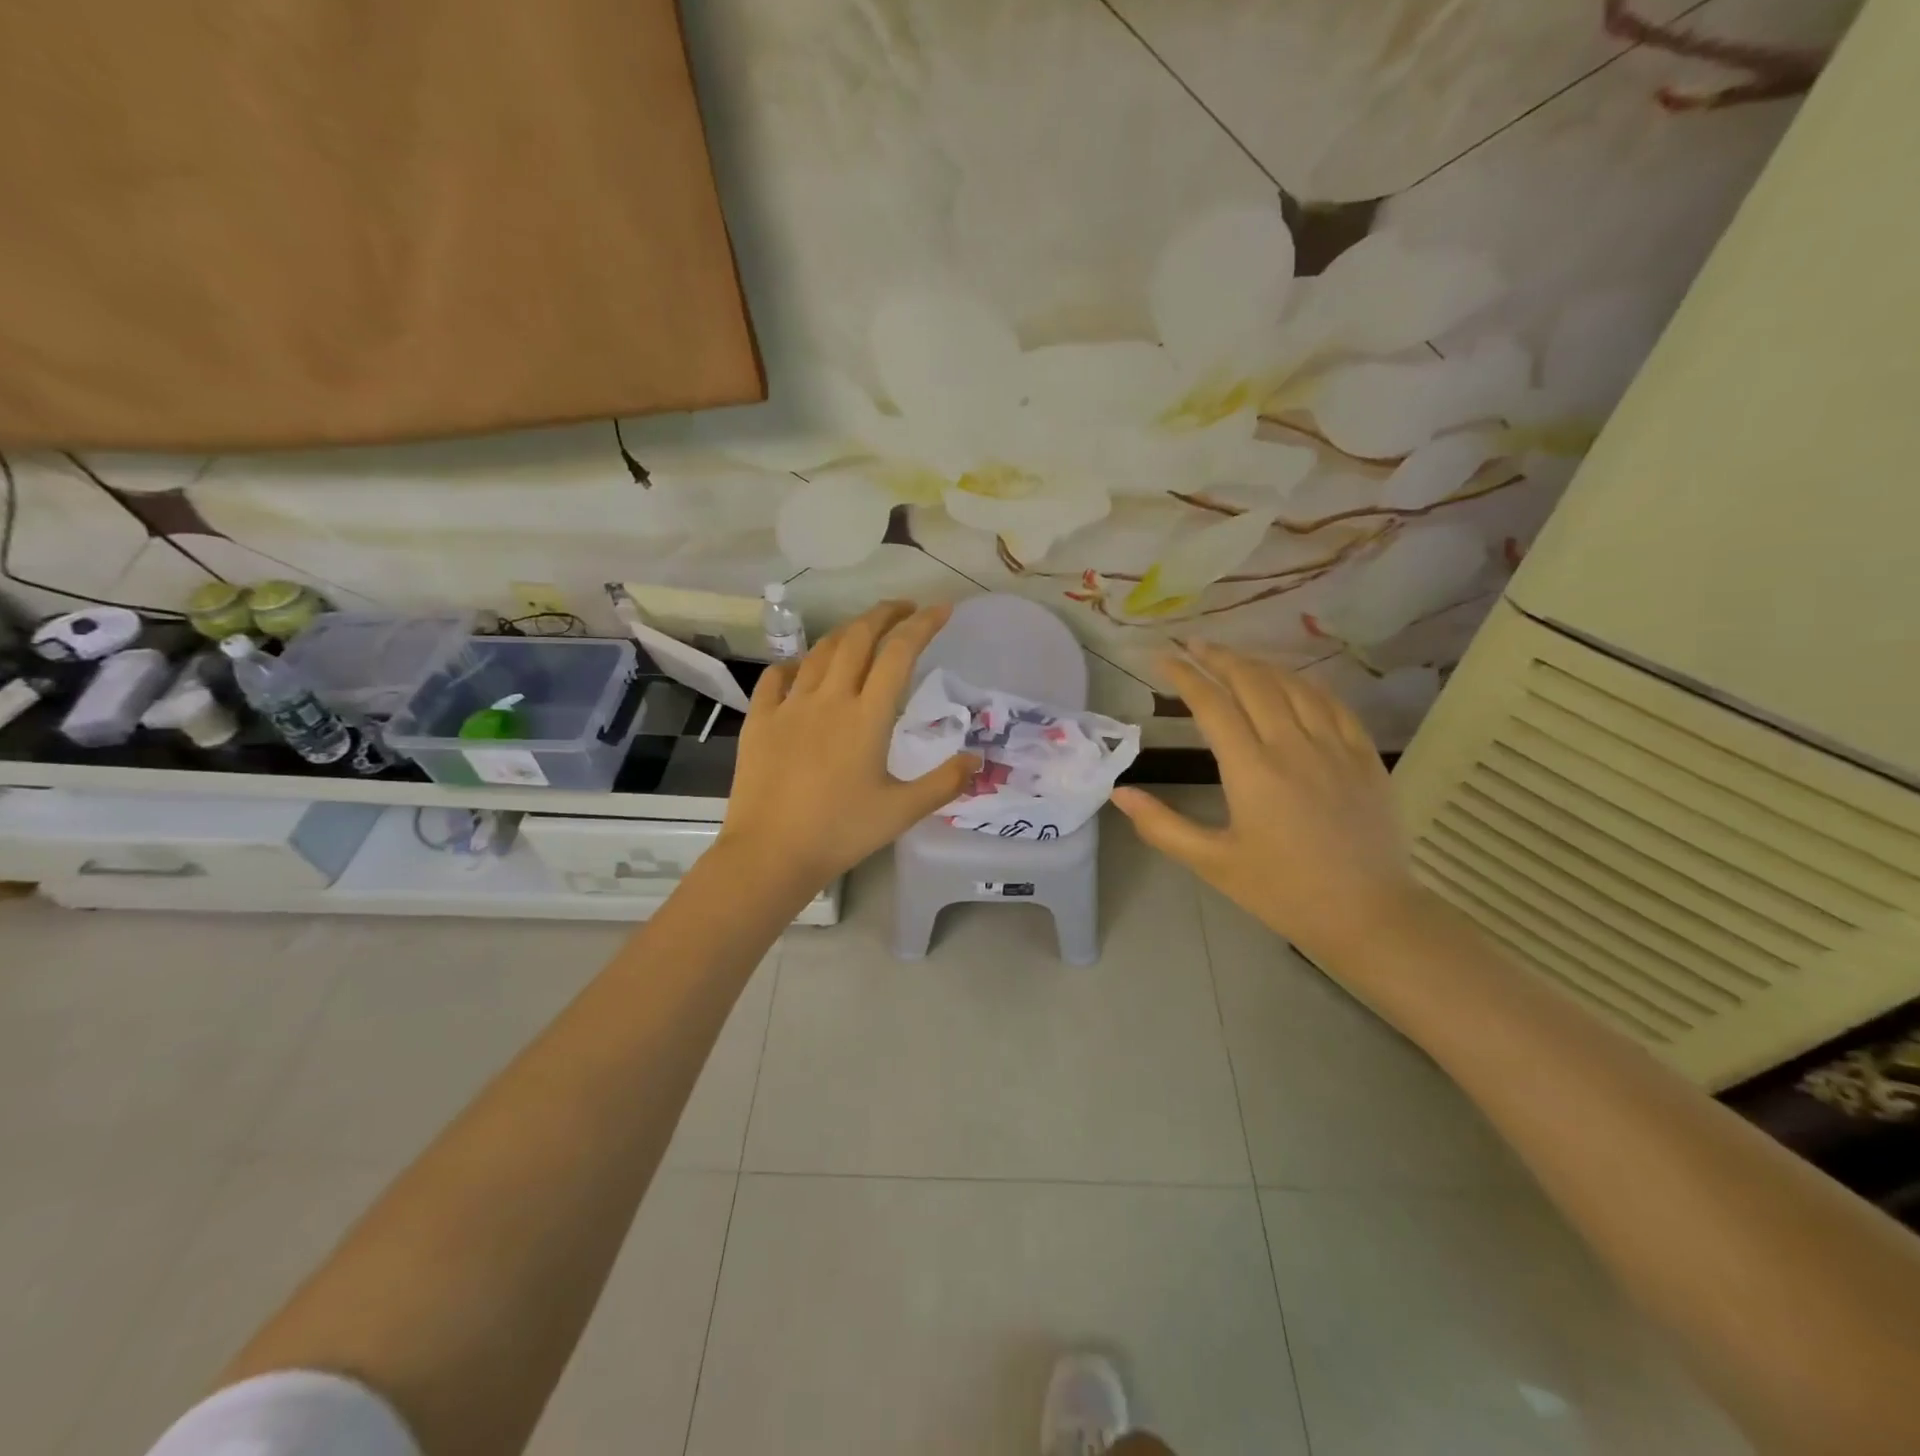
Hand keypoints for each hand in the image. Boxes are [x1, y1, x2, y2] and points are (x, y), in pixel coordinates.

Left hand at [716, 601, 976, 892]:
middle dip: (884, 614)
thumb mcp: (901, 812)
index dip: (922, 625)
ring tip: (862, 631)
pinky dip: (795, 664)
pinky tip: (802, 669)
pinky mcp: (759, 721)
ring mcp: (789, 706)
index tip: (942, 610)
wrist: (769, 854)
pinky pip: (776, 678)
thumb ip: (943, 783)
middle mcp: (829, 699)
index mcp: (867, 717)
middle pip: (858, 638)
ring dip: (846, 633)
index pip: (899, 654)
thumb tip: (978, 760)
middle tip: (904, 608)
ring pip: (820, 651)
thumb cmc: (840, 833)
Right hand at [1111, 641, 1427, 966]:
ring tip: (1234, 659)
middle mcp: (1292, 745)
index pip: (1212, 705)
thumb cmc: (1282, 891)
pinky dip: (1306, 683)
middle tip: (1194, 646)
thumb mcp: (1213, 863)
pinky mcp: (1364, 756)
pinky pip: (1333, 703)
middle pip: (1252, 682)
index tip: (1162, 659)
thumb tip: (1119, 793)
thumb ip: (1162, 826)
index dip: (1185, 676)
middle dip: (1219, 658)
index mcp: (1251, 770)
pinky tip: (1292, 682)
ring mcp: (1334, 747)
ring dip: (1259, 665)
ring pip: (1293, 686)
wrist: (1368, 914)